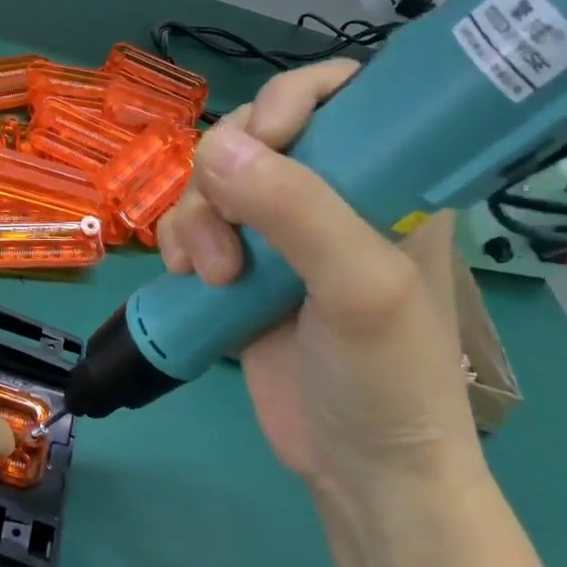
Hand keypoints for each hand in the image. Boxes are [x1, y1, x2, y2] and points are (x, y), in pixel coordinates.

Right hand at [156, 61, 479, 497]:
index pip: (341, 94)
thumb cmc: (388, 377)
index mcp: (387, 180)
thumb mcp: (361, 288)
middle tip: (231, 234)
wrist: (360, 472)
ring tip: (212, 275)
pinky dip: (178, 239)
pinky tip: (186, 274)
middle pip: (256, 132)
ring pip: (213, 178)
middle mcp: (331, 193)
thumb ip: (297, 211)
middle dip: (227, 174)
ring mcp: (280, 232)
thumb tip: (216, 148)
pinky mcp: (240, 267)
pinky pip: (191, 222)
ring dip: (197, 216)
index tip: (266, 140)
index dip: (293, 99)